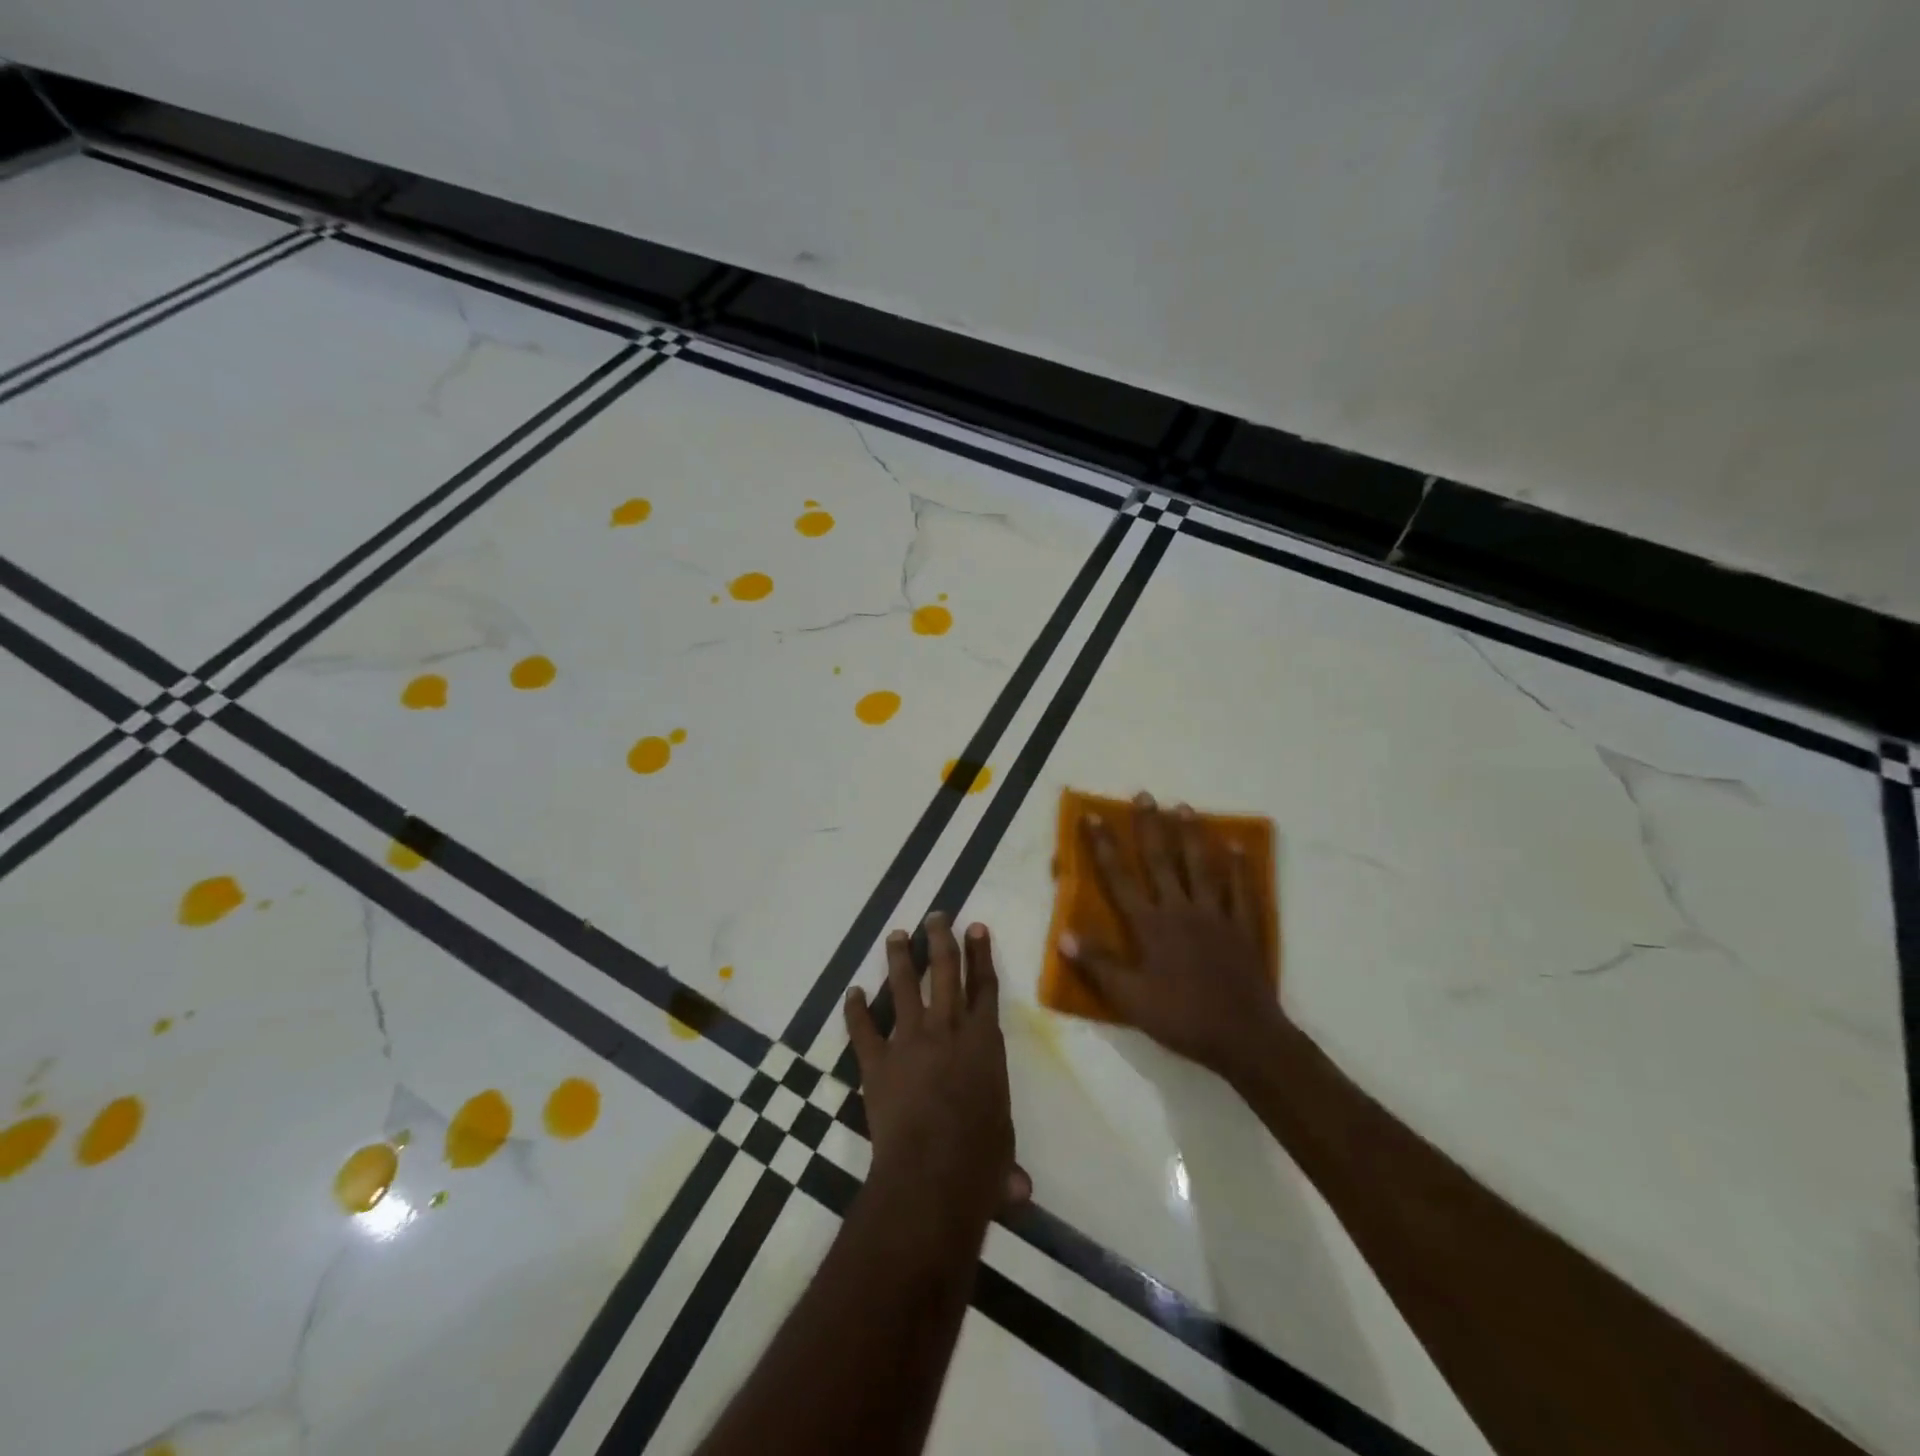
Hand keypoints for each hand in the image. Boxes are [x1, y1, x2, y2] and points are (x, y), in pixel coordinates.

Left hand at [845, 914, 1031, 1234]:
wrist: (932, 1173)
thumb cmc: (979, 1161)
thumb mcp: (1000, 1155)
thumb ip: (1006, 1162)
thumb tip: (1019, 1191)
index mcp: (983, 1042)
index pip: (984, 987)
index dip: (980, 955)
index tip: (975, 927)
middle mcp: (947, 1029)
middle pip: (944, 971)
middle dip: (940, 939)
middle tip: (935, 916)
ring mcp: (909, 1041)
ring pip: (902, 987)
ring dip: (899, 958)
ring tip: (896, 935)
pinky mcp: (877, 1062)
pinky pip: (863, 1029)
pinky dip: (855, 1010)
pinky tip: (851, 993)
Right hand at [1059, 793, 1285, 1087]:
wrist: (1243, 1037)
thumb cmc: (1181, 1017)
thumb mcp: (1129, 999)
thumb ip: (1097, 965)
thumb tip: (1063, 935)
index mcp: (1150, 925)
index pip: (1120, 878)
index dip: (1104, 847)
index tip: (1094, 817)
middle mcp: (1181, 909)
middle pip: (1162, 860)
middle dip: (1150, 827)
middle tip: (1144, 796)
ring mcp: (1216, 915)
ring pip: (1202, 866)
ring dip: (1191, 835)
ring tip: (1183, 807)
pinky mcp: (1244, 927)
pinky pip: (1242, 890)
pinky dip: (1240, 868)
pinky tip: (1238, 847)